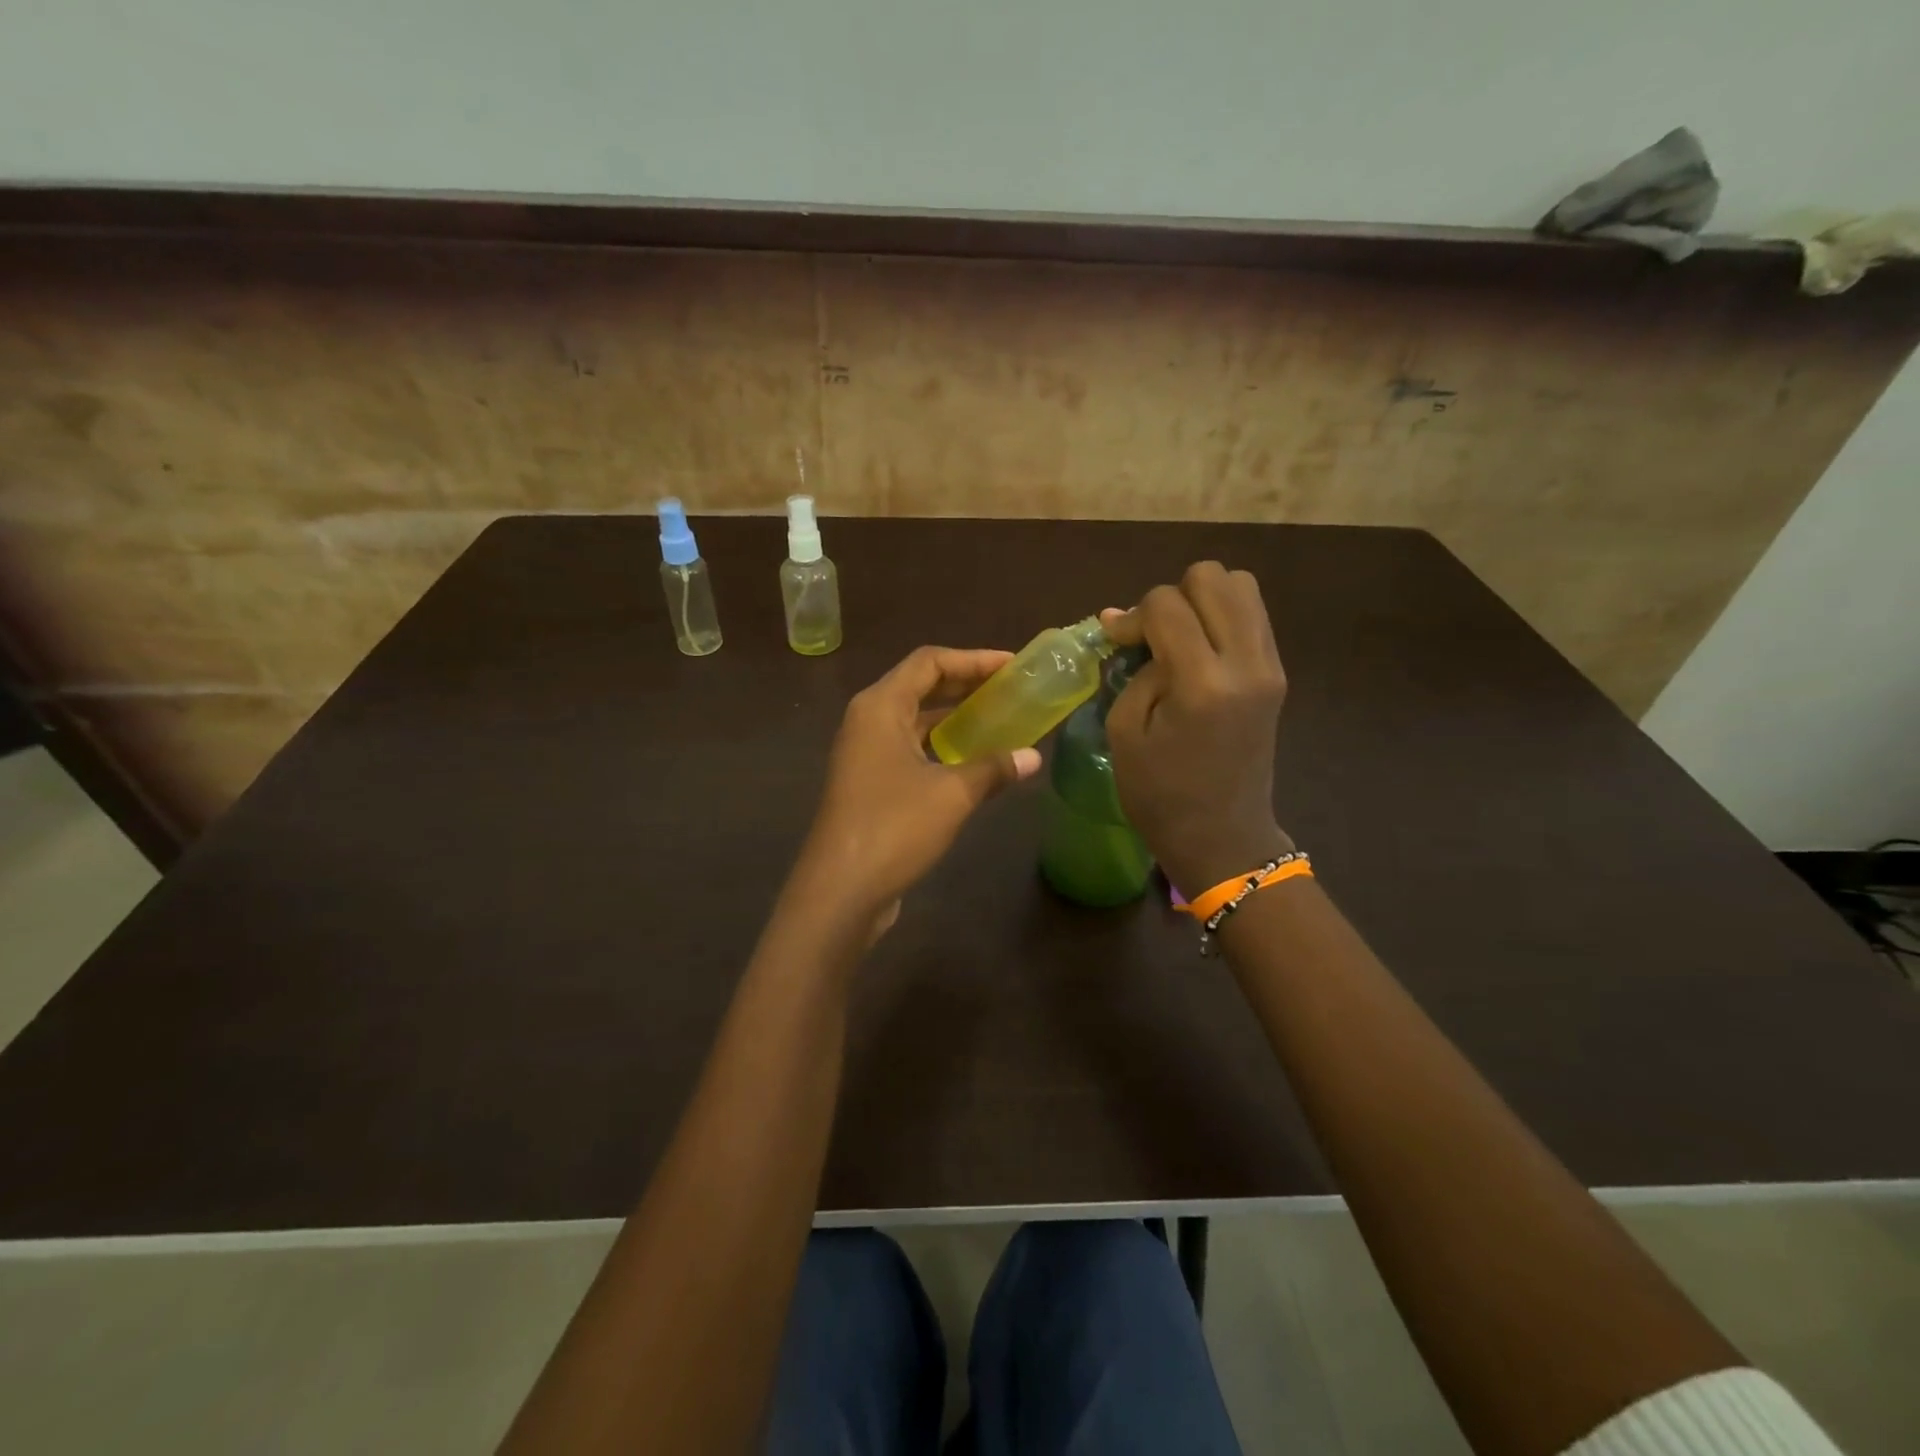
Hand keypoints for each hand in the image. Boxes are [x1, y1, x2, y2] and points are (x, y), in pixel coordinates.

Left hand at [793, 647, 1041, 930]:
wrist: (841, 890)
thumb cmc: (894, 827)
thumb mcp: (952, 793)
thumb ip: (994, 768)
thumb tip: (1033, 757)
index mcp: (880, 707)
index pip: (929, 662)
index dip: (973, 658)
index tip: (1012, 666)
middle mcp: (868, 721)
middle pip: (921, 686)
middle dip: (966, 684)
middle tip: (1011, 689)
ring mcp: (865, 754)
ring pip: (916, 721)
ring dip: (955, 718)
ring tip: (1000, 720)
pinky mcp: (870, 784)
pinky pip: (911, 749)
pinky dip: (942, 747)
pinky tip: (974, 761)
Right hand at [1102, 562, 1291, 894]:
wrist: (1223, 836)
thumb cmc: (1160, 795)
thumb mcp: (1125, 731)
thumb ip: (1132, 669)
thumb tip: (1127, 624)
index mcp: (1202, 683)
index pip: (1166, 604)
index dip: (1132, 616)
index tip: (1117, 643)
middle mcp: (1246, 663)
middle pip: (1213, 577)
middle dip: (1172, 596)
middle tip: (1152, 636)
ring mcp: (1270, 665)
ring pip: (1241, 586)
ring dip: (1202, 600)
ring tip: (1178, 638)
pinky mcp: (1277, 674)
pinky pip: (1252, 616)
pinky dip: (1222, 617)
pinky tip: (1198, 650)